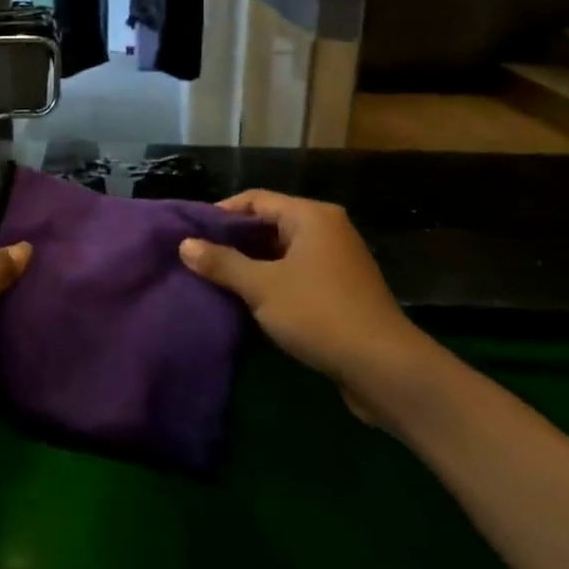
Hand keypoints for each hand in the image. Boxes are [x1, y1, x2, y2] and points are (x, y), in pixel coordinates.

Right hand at [179, 190, 436, 423]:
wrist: (385, 368)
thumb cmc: (319, 313)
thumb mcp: (262, 286)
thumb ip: (222, 263)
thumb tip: (184, 244)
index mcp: (311, 216)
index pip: (255, 199)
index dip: (220, 213)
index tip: (190, 233)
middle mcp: (327, 230)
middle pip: (269, 224)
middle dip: (233, 240)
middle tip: (197, 257)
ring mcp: (337, 261)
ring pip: (282, 252)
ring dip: (251, 264)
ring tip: (215, 279)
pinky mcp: (340, 290)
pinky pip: (296, 274)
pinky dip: (271, 282)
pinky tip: (247, 300)